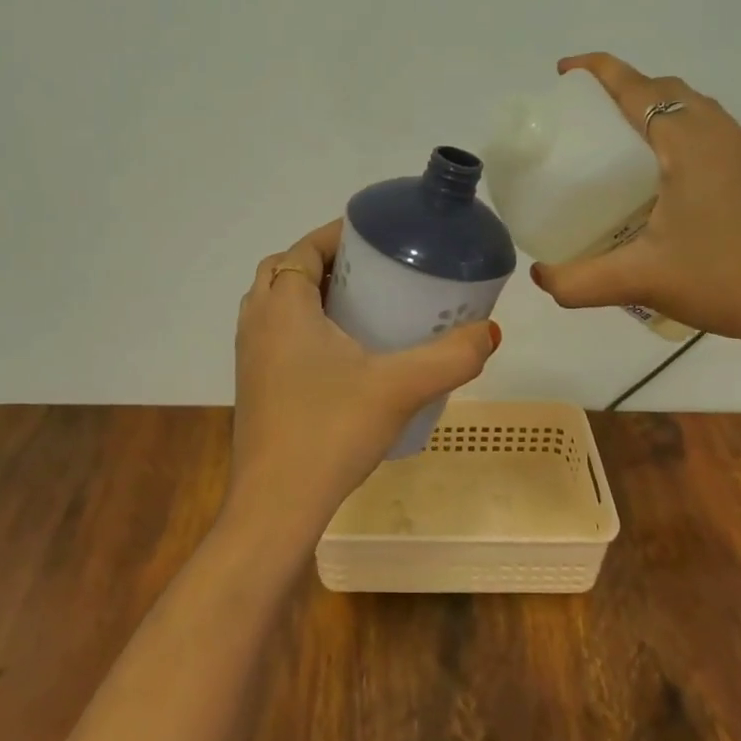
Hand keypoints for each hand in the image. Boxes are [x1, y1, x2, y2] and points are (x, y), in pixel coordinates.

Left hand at [229, 221, 500, 543]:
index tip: (375, 238)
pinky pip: (274, 336)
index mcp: (283, 307)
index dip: (336, 235)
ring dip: (310, 295)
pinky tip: (341, 356)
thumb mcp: (400, 388)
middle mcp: (257, 322)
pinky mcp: (252, 387)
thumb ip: (451, 357)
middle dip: (325, 263)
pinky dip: (301, 327)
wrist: (276, 506)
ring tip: (359, 308)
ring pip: (276, 305)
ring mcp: (249, 357)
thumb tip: (491, 333)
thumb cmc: (330, 431)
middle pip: (285, 272)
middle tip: (371, 273)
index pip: (303, 249)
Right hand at [530, 53, 740, 380]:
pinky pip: (709, 130)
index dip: (598, 71)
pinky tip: (661, 173)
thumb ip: (578, 281)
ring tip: (617, 138)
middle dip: (622, 87)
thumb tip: (539, 276)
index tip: (563, 72)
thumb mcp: (640, 281)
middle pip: (665, 89)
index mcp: (690, 143)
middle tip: (583, 113)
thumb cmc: (724, 281)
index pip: (637, 88)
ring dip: (653, 107)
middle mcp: (721, 134)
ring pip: (692, 108)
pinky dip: (677, 130)